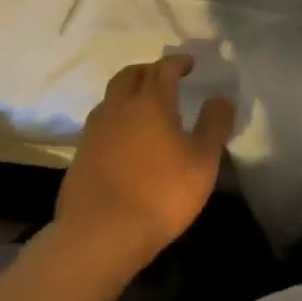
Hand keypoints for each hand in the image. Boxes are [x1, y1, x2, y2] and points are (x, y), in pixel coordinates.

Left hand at [56, 54, 236, 271]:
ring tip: (142, 107)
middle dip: (149, 70)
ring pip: (111, 96)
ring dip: (128, 92)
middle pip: (131, 74)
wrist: (98, 237)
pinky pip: (99, 123)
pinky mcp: (80, 156)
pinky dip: (114, 119)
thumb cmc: (159, 194)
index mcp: (151, 101)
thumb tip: (221, 97)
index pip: (164, 68)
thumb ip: (214, 125)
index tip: (189, 64)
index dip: (178, 62)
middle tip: (164, 79)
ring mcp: (95, 131)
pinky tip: (123, 138)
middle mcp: (120, 107)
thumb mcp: (203, 161)